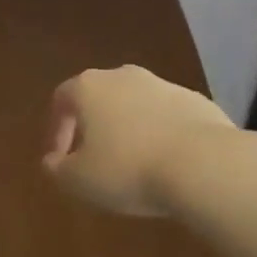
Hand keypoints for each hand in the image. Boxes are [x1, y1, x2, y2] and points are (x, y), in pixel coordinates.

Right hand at [42, 64, 234, 215]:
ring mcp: (163, 85)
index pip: (61, 99)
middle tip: (94, 158)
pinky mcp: (196, 101)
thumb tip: (52, 162)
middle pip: (100, 96)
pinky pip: (168, 117)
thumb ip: (58, 169)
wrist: (204, 164)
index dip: (56, 129)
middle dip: (94, 125)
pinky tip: (167, 163)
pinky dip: (161, 134)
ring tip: (133, 164)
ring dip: (129, 129)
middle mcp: (123, 76)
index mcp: (89, 88)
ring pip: (136, 105)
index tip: (59, 159)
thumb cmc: (128, 169)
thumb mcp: (79, 181)